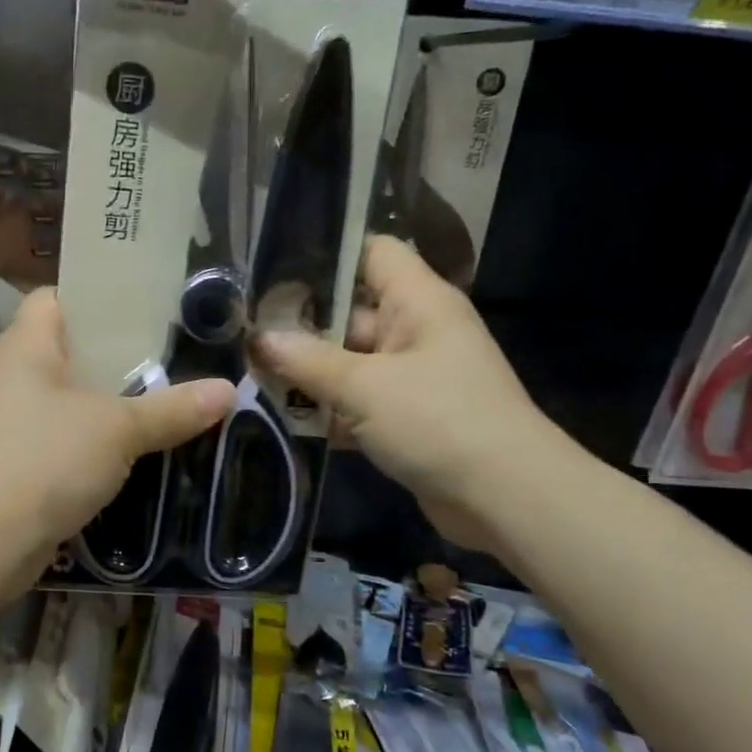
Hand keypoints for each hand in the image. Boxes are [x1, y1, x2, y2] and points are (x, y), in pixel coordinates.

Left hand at [0, 289, 234, 600]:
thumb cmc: (45, 458)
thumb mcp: (118, 428)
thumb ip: (172, 408)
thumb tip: (229, 390)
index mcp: (27, 344)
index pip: (58, 297)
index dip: (98, 295)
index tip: (149, 304)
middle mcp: (15, 374)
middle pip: (72, 348)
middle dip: (121, 354)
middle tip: (176, 352)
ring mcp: (15, 421)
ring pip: (73, 397)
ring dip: (115, 401)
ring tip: (171, 394)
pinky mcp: (21, 462)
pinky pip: (69, 437)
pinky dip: (100, 440)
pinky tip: (142, 445)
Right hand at [253, 235, 556, 542]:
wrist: (507, 499)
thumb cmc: (439, 422)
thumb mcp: (364, 387)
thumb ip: (306, 360)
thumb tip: (257, 338)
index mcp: (418, 301)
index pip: (372, 252)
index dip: (326, 254)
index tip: (272, 271)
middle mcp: (417, 330)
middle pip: (349, 312)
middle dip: (299, 326)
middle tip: (244, 334)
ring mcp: (413, 376)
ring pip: (349, 361)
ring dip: (308, 373)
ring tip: (251, 376)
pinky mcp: (408, 416)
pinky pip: (359, 400)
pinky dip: (328, 409)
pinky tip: (283, 419)